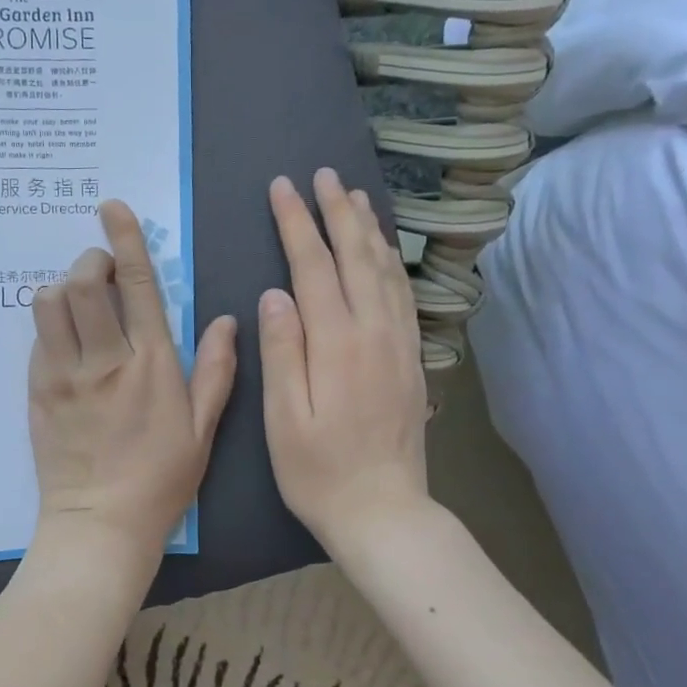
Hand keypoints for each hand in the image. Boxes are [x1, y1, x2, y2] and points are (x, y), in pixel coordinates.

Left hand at [29, 201, 237, 559]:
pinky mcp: (36, 391)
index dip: (124, 238)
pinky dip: (51, 324)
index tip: (112, 208)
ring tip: (81, 305)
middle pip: (82, 282)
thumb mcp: (203, 429)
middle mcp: (104, 360)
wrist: (100, 524)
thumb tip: (226, 319)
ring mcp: (63, 375)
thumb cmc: (161, 480)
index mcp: (151, 364)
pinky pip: (37, 338)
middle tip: (103, 272)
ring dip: (64, 289)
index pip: (137, 284)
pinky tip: (67, 341)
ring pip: (48, 303)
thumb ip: (216, 370)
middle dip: (91, 260)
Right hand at [259, 170, 429, 548]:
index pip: (314, 267)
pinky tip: (383, 251)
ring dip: (369, 229)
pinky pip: (402, 295)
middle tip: (323, 174)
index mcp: (337, 344)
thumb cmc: (319, 472)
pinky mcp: (411, 359)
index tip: (283, 187)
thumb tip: (275, 294)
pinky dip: (391, 262)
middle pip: (356, 257)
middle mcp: (374, 333)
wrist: (384, 512)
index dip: (296, 223)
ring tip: (356, 195)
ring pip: (385, 271)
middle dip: (337, 211)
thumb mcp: (285, 419)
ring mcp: (399, 344)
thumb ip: (282, 352)